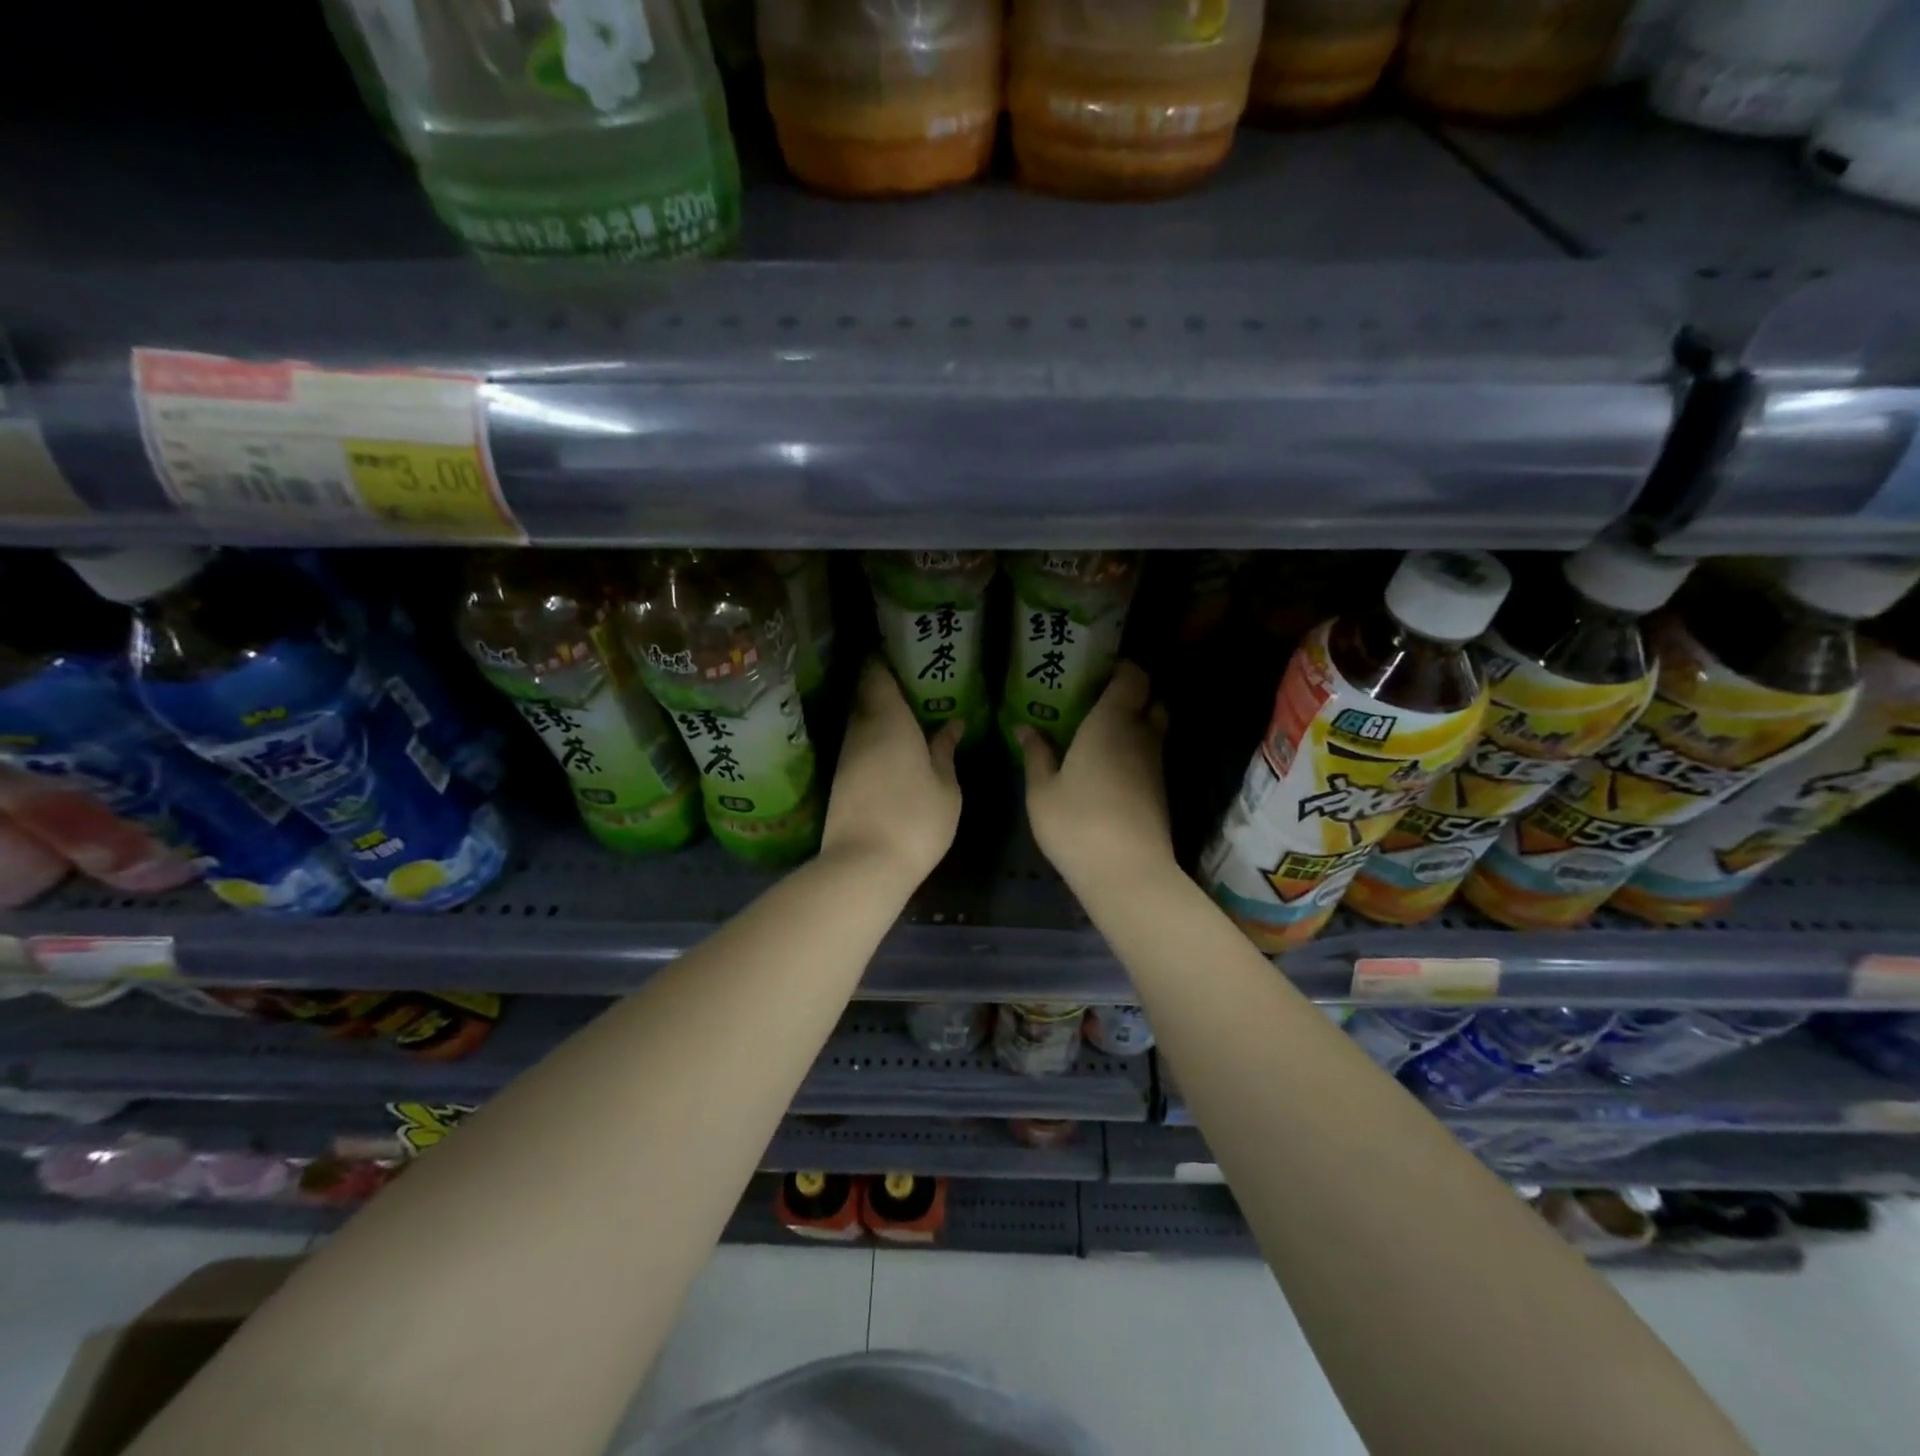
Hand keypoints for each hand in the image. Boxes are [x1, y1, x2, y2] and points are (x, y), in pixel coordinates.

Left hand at [821, 660, 962, 886]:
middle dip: (882, 686)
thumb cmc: (916, 820)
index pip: (877, 676)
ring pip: (859, 721)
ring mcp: (846, 756)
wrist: (863, 864)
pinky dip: (871, 737)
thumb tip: (952, 724)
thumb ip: (946, 751)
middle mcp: (861, 730)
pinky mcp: (839, 779)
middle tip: (910, 684)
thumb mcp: (946, 787)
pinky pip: (857, 744)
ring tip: (906, 714)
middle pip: (864, 695)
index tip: (899, 653)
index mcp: (890, 721)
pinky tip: (891, 747)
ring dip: (876, 713)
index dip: (884, 660)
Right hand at [1017, 661, 1175, 892]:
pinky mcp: (1160, 789)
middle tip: (1098, 699)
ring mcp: (1155, 764)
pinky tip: (1108, 764)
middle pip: (1152, 698)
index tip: (1097, 669)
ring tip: (1099, 731)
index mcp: (1111, 723)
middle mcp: (1141, 735)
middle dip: (1132, 692)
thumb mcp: (1042, 790)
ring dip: (1135, 721)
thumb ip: (1036, 754)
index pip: (1133, 676)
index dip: (1121, 667)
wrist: (1127, 872)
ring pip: (1154, 727)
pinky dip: (1136, 748)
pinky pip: (1151, 753)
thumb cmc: (1077, 824)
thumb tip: (1025, 727)